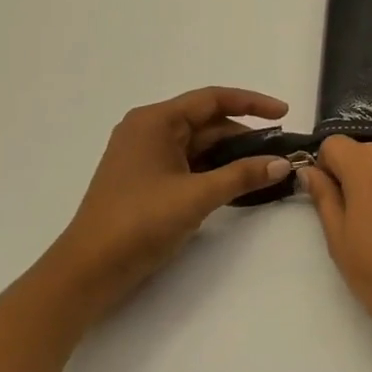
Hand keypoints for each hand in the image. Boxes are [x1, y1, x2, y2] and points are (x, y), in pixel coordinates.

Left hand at [46, 87, 292, 314]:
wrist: (86, 272)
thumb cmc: (138, 223)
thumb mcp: (197, 196)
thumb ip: (242, 176)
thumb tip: (283, 163)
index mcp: (155, 121)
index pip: (212, 99)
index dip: (252, 103)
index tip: (284, 113)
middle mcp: (149, 131)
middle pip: (207, 122)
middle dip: (244, 135)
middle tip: (279, 151)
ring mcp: (146, 157)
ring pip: (200, 145)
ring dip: (231, 155)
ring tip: (265, 168)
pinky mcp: (146, 181)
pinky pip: (189, 164)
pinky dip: (214, 170)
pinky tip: (238, 184)